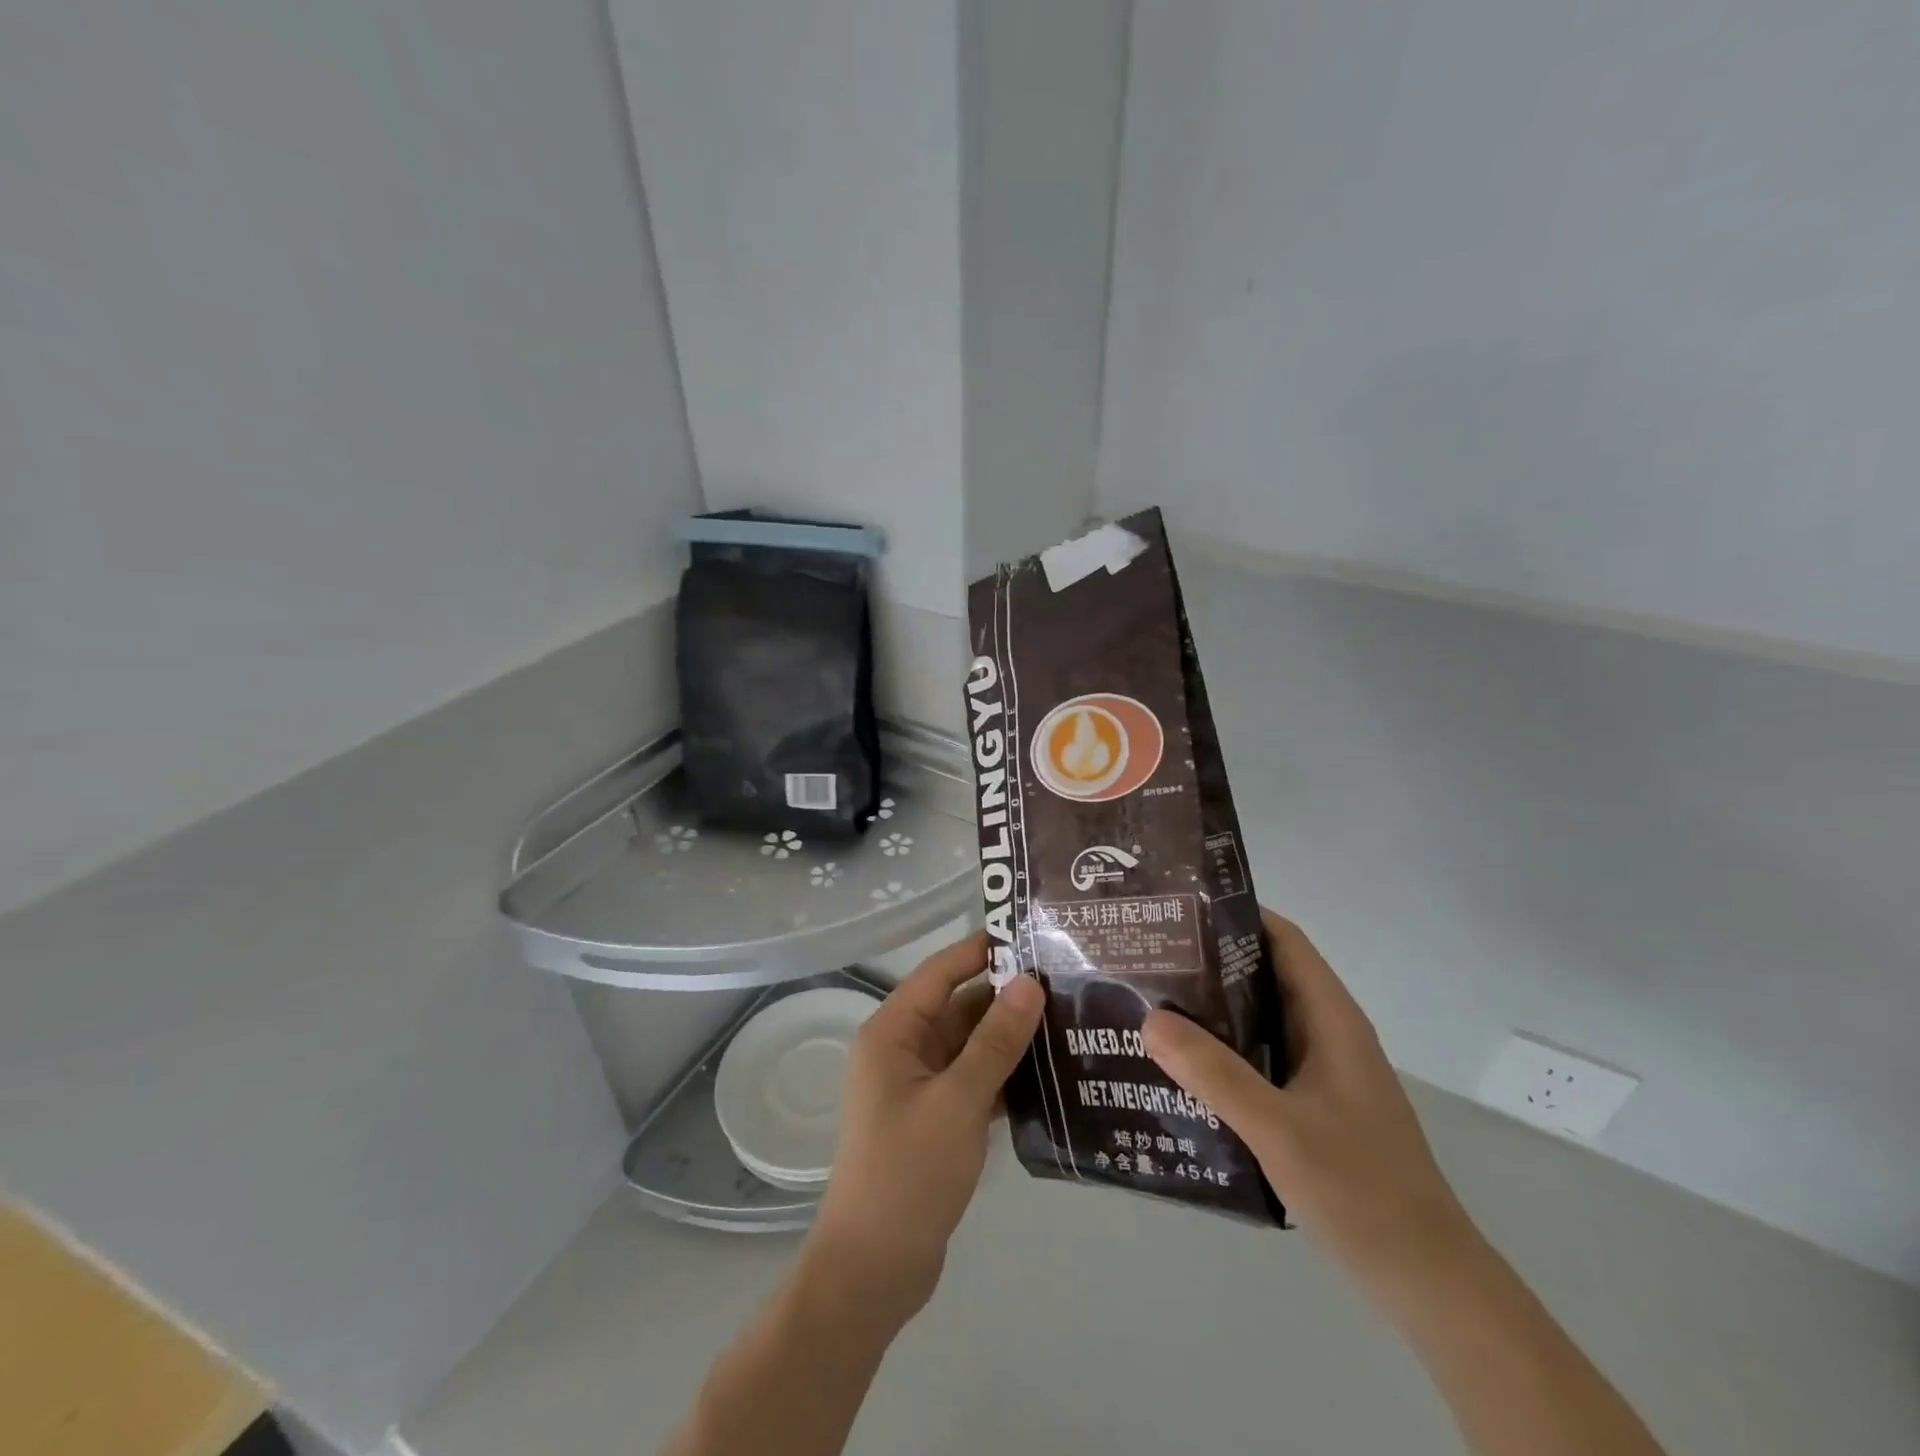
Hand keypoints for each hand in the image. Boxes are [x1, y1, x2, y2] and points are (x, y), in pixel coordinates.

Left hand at [806, 933, 1044, 1324]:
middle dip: (1006, 995)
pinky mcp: (935, 1116)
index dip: (982, 950)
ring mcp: (919, 1084)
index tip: (1031, 933)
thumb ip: (996, 1041)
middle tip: (1067, 980)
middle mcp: (902, 1048)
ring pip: (969, 1043)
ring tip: (1068, 1018)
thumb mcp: (958, 1100)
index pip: (941, 971)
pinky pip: (973, 1077)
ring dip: (1010, 1035)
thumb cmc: (908, 1173)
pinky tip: (1050, 1071)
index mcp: (893, 1031)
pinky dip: (1004, 1072)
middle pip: (958, 1005)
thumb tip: (1030, 983)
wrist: (874, 1270)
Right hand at [1142, 909, 1476, 1296]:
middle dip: (1210, 960)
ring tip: (1150, 999)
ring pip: (1260, 1018)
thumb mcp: (1278, 1129)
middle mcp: (1328, 1033)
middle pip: (1266, 974)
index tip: (1178, 910)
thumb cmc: (1360, 1191)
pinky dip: (1223, 1048)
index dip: (1235, 915)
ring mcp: (1321, 1071)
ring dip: (1213, 1007)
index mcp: (1332, 1020)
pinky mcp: (1312, 1104)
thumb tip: (1149, 1017)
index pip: (1283, 940)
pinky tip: (1180, 1063)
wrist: (1426, 1281)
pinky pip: (1260, 1056)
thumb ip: (1214, 1073)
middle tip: (1148, 955)